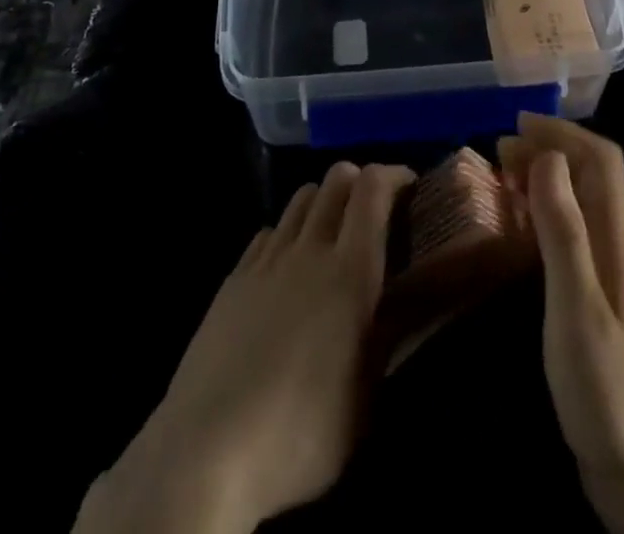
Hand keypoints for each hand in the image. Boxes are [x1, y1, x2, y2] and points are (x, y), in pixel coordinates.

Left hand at [74, 162, 414, 533]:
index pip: (373, 188)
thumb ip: (391, 335)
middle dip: (361, 180)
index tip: (411, 185)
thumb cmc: (300, 432)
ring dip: (324, 201)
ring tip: (333, 235)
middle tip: (375, 211)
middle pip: (336, 179)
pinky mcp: (234, 277)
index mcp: (350, 271)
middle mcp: (310, 249)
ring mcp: (267, 259)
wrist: (207, 449)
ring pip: (301, 198)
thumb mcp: (365, 397)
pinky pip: (269, 231)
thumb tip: (416, 299)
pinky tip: (288, 266)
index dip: (394, 174)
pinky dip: (288, 232)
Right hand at [499, 115, 623, 533]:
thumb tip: (548, 158)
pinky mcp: (598, 299)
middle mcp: (618, 244)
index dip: (563, 133)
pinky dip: (544, 214)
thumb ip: (564, 231)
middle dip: (549, 149)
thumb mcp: (577, 306)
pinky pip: (572, 234)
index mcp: (618, 237)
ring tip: (502, 178)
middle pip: (591, 174)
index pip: (601, 159)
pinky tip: (519, 230)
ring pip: (580, 202)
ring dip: (545, 179)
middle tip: (499, 152)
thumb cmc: (609, 388)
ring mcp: (610, 273)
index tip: (516, 127)